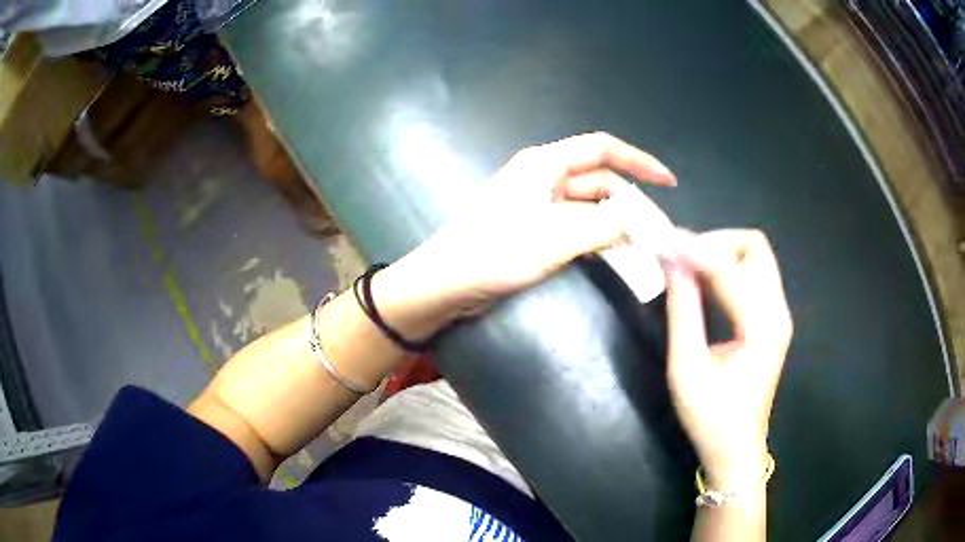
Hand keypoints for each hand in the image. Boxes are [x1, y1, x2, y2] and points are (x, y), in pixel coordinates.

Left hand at [382, 132, 675, 329]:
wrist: (445, 283)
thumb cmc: (495, 251)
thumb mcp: (557, 236)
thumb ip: (606, 227)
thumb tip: (644, 226)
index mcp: (545, 164)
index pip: (602, 149)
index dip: (639, 161)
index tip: (669, 182)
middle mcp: (543, 177)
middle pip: (600, 180)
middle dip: (631, 202)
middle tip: (658, 233)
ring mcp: (537, 203)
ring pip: (589, 205)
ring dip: (616, 221)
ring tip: (643, 245)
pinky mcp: (532, 228)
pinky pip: (575, 224)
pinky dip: (597, 234)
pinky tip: (613, 250)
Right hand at [663, 230, 792, 490]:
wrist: (737, 449)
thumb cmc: (711, 419)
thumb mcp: (687, 369)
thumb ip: (682, 311)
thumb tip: (671, 263)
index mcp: (761, 327)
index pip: (729, 269)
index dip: (694, 249)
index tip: (662, 239)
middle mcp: (777, 312)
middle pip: (755, 248)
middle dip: (715, 242)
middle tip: (680, 256)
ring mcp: (778, 315)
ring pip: (755, 257)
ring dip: (720, 252)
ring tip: (685, 266)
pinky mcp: (771, 320)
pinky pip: (753, 276)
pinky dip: (727, 268)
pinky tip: (702, 282)